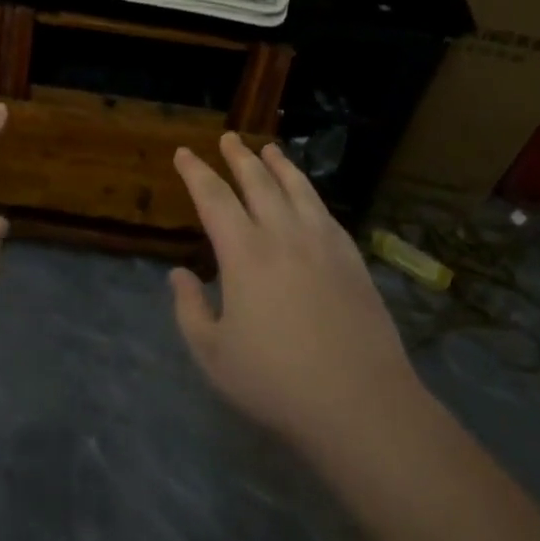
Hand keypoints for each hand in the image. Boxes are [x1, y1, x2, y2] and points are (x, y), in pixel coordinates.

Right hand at [170, 134, 421, 460]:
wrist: (360, 402)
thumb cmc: (277, 381)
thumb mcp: (213, 355)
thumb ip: (190, 310)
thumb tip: (178, 275)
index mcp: (244, 253)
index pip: (213, 197)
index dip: (196, 172)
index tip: (184, 153)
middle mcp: (283, 234)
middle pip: (257, 181)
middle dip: (238, 156)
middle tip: (228, 138)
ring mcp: (322, 243)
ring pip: (297, 188)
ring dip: (279, 164)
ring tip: (268, 149)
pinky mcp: (352, 258)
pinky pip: (325, 211)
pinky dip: (309, 192)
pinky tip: (307, 195)